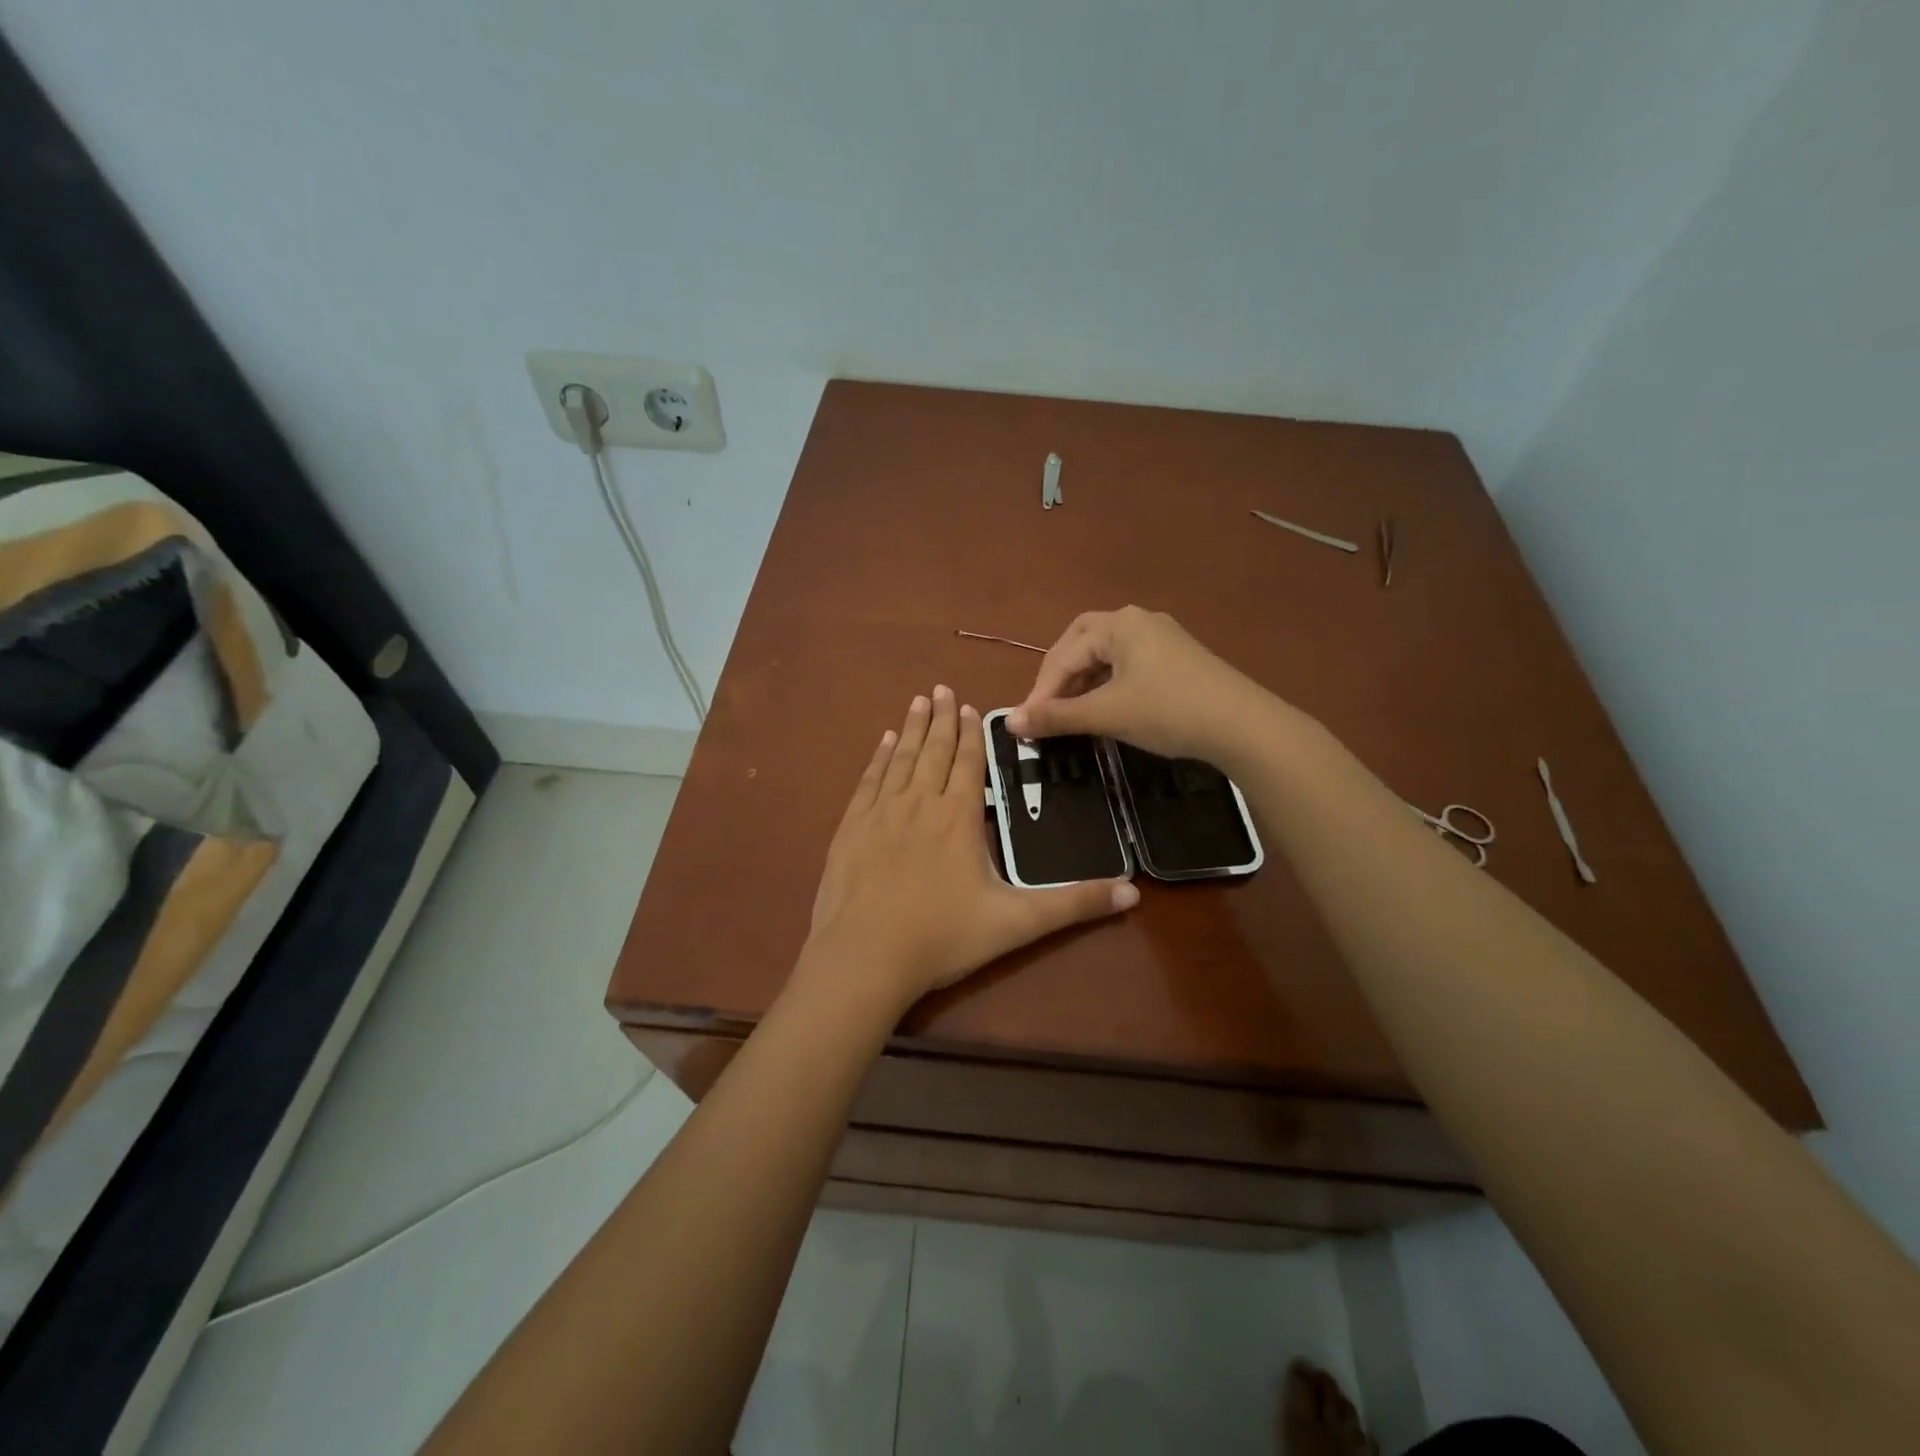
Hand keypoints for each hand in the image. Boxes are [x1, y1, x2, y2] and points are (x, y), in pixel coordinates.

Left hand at [803, 686, 1138, 1013]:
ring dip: (912, 729)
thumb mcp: (1017, 923)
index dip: (971, 733)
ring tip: (918, 702)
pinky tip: (883, 743)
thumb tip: (1133, 894)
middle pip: (934, 751)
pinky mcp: (851, 828)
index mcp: (959, 817)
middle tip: (941, 688)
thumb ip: (1073, 905)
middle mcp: (920, 803)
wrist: (865, 958)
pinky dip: (878, 758)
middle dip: (942, 719)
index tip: (969, 706)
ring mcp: (881, 813)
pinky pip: (868, 780)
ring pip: (901, 758)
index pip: (969, 762)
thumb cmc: (943, 938)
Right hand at [1007, 606, 1265, 761]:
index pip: (1063, 655)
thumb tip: (1010, 722)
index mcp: (1119, 624)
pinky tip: (1108, 707)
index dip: (1041, 691)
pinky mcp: (1178, 658)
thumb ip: (1056, 716)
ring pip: (1107, 654)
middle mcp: (1138, 620)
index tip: (1027, 725)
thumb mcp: (1106, 714)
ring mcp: (1162, 637)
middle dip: (1060, 675)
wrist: (1244, 726)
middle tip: (1048, 707)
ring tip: (1073, 713)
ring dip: (1084, 681)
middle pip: (1082, 642)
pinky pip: (1129, 664)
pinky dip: (1108, 683)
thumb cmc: (1168, 711)